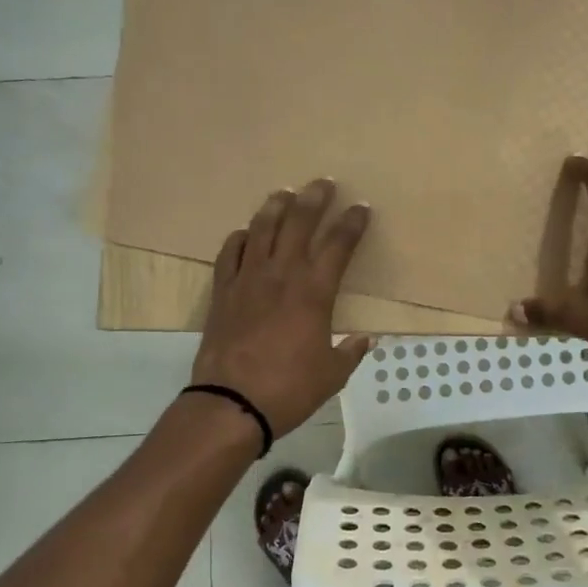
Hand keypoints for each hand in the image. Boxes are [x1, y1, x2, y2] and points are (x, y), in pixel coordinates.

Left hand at [191, 179, 373, 439]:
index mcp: (314, 292)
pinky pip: (230, 254)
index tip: (361, 207)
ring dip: (276, 207)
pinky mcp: (223, 291)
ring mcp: (248, 279)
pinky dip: (240, 238)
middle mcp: (282, 275)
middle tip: (323, 183)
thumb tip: (364, 340)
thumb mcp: (332, 375)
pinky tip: (246, 233)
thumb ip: (350, 352)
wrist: (232, 403)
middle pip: (299, 223)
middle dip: (314, 199)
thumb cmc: (289, 389)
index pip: (339, 245)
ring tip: (285, 193)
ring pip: (262, 229)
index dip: (352, 223)